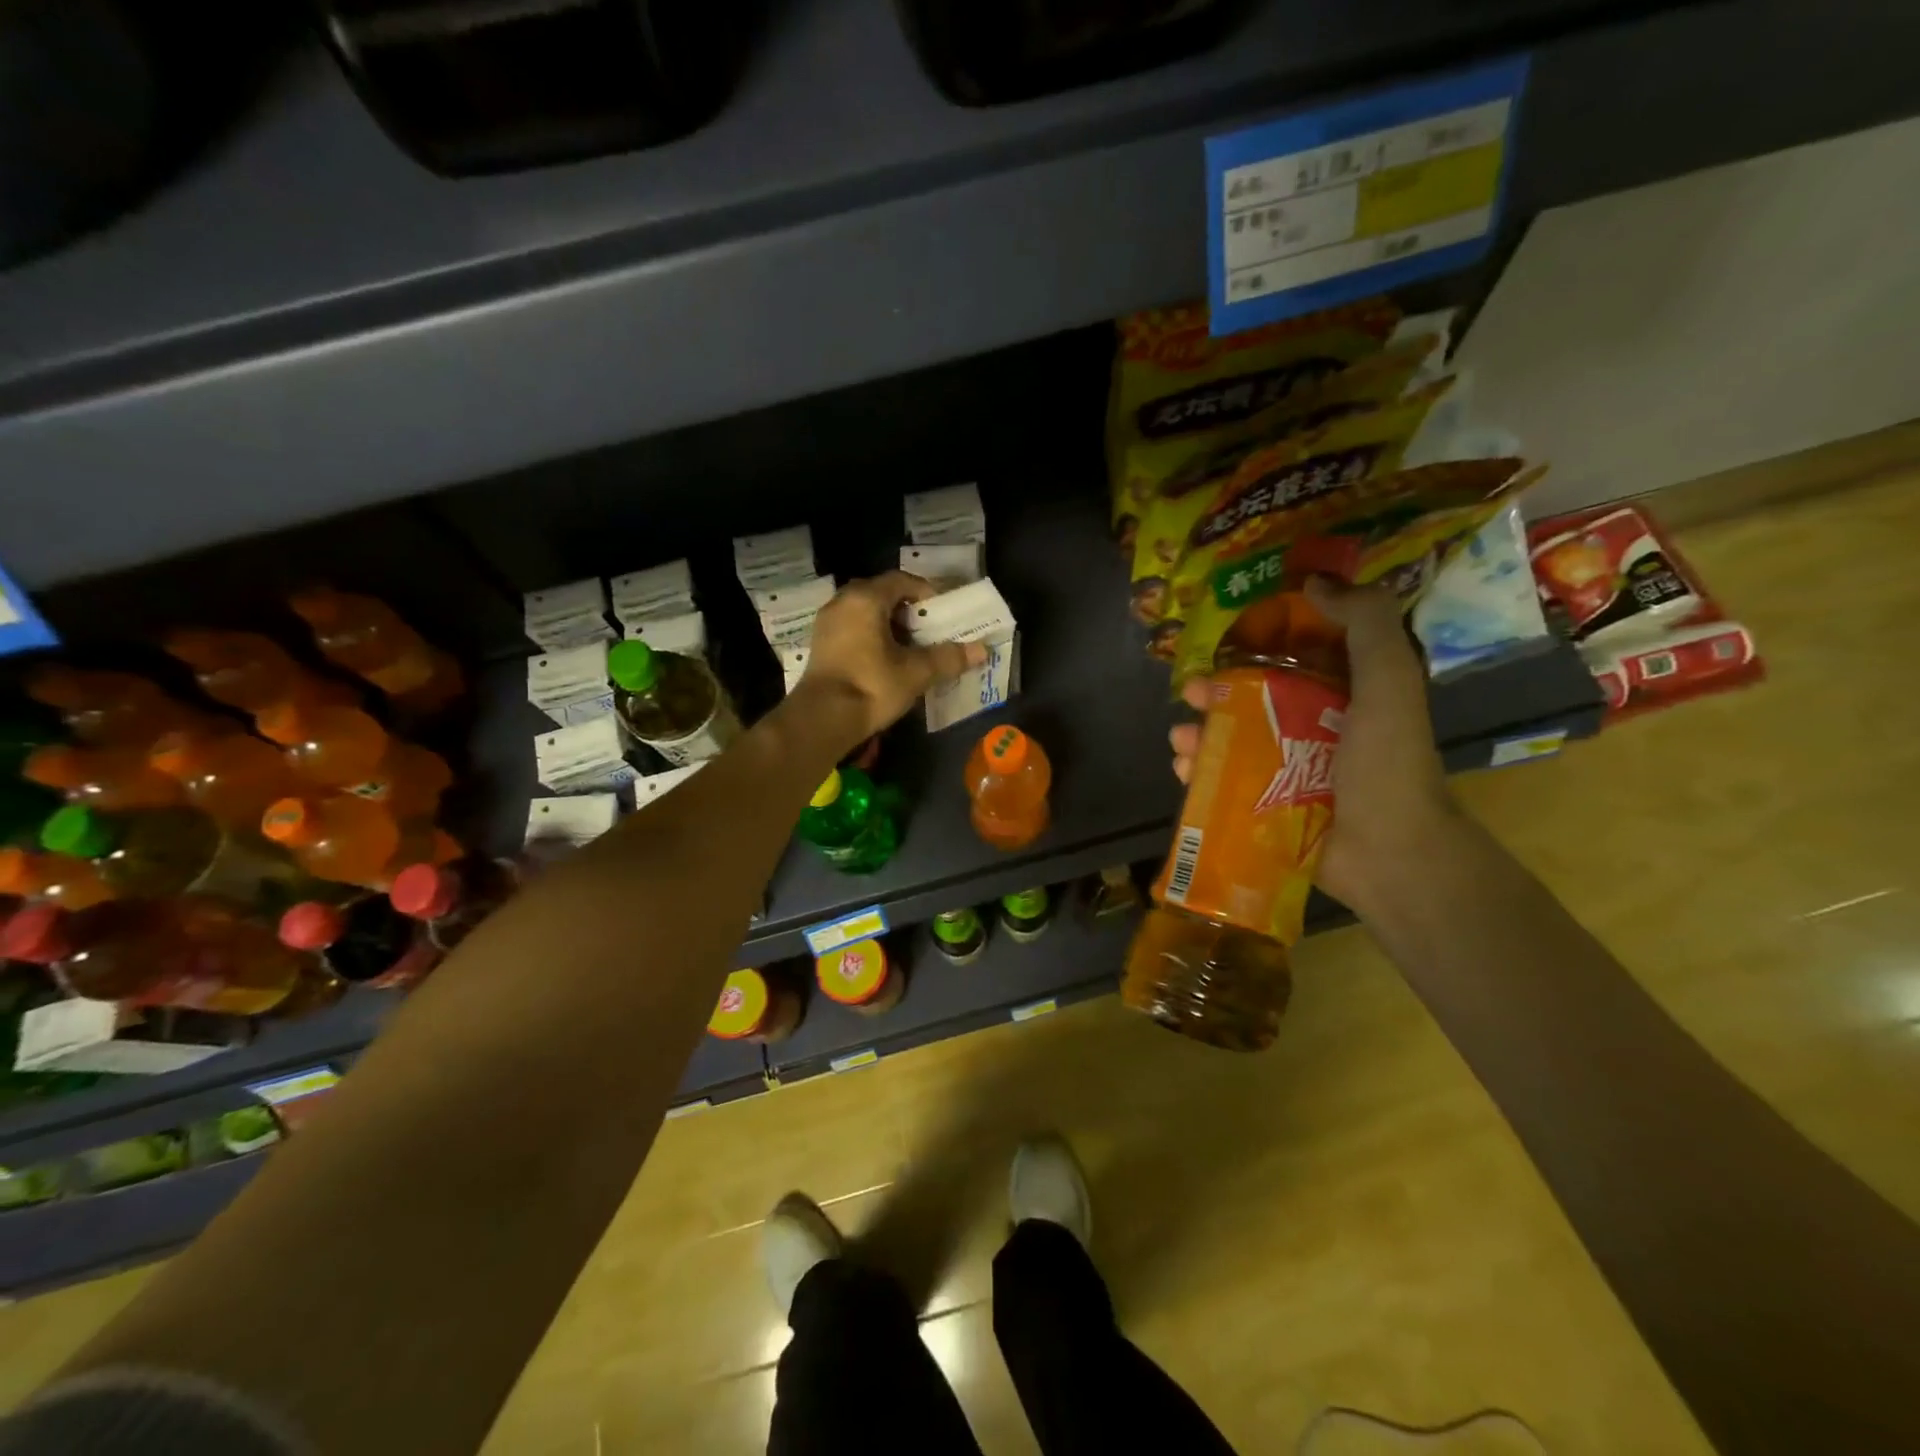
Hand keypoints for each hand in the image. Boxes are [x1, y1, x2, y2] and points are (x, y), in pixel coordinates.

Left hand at [801, 571, 986, 746]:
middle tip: (929, 630)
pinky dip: (871, 636)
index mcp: (866, 598)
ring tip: (910, 647)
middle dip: (908, 610)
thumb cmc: (871, 686)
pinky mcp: (820, 645)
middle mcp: (842, 601)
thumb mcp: (916, 672)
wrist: (822, 719)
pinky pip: (852, 628)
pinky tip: (885, 660)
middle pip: (882, 594)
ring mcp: (827, 623)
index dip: (926, 593)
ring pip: (865, 612)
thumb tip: (982, 650)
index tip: (943, 614)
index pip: (902, 580)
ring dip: (889, 624)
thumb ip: (948, 658)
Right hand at [1168, 579, 1460, 912]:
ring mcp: (1286, 772)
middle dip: (1217, 693)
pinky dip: (1199, 773)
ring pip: (1232, 742)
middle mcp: (1312, 730)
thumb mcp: (1389, 681)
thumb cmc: (1386, 763)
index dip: (1260, 644)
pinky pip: (1224, 783)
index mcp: (1343, 697)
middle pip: (1253, 701)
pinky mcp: (1265, 808)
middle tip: (1192, 691)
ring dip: (1201, 735)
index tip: (1227, 635)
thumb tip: (1316, 581)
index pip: (1295, 659)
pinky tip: (1183, 769)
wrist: (1390, 853)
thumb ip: (1366, 624)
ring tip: (1180, 737)